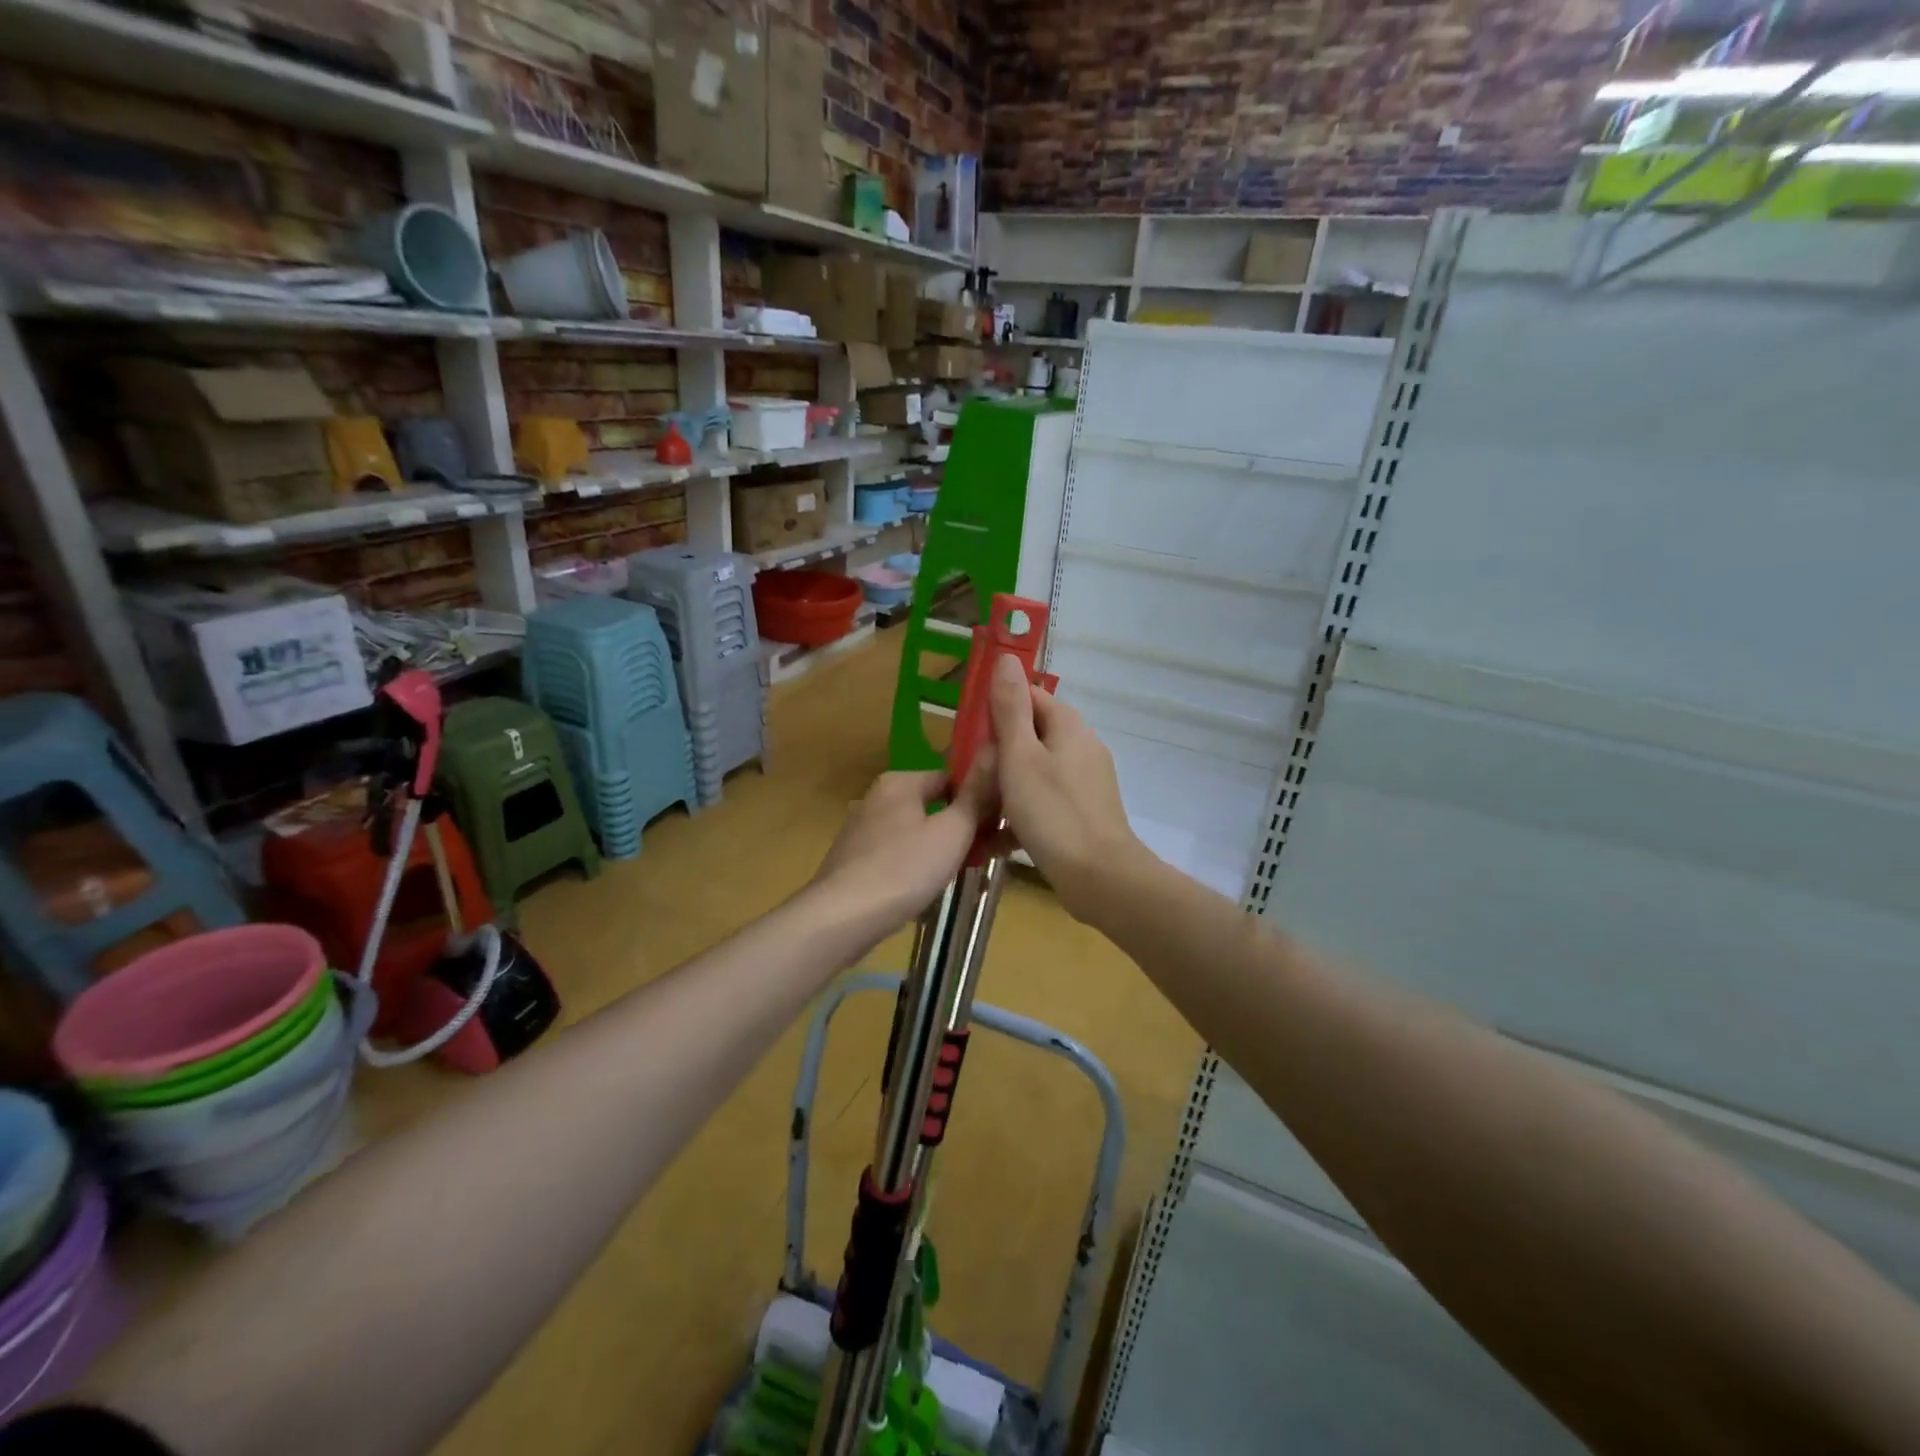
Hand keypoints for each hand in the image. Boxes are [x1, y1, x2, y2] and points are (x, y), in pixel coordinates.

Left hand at [811, 765, 996, 941]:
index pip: (950, 777)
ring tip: (967, 875)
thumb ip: (976, 796)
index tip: (1000, 824)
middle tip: (991, 854)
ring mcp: (863, 831)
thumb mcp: (953, 831)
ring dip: (943, 851)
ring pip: (917, 834)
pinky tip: (931, 891)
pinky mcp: (855, 862)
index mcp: (899, 782)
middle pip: (933, 806)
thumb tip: (993, 752)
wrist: (842, 918)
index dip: (978, 798)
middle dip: (964, 829)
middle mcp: (877, 799)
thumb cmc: (904, 868)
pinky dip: (918, 868)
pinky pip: (898, 857)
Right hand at [988, 654, 1145, 920]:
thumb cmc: (1053, 812)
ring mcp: (1085, 782)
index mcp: (1068, 726)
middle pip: (1030, 736)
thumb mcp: (1020, 756)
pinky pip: (1044, 802)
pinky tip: (995, 839)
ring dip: (1005, 787)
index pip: (1029, 697)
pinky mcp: (1083, 813)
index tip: (970, 734)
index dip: (997, 709)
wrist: (1100, 878)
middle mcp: (1081, 747)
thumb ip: (1010, 708)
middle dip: (997, 754)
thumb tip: (1006, 657)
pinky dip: (1021, 815)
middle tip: (969, 776)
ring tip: (975, 808)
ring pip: (1034, 772)